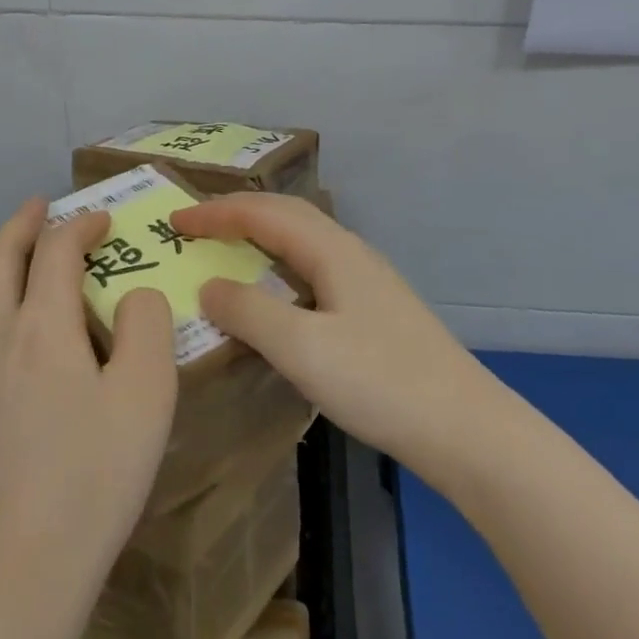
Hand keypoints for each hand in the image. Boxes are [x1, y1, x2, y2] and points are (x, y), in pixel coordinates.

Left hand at [0, 200, 177, 609]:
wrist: (13, 579)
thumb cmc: (92, 477)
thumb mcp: (147, 393)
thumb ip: (147, 325)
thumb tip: (133, 297)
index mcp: (42, 326)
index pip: (56, 250)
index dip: (81, 225)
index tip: (104, 220)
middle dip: (20, 226)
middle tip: (39, 206)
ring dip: (2, 272)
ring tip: (26, 271)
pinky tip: (14, 358)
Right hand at [173, 194, 494, 476]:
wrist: (464, 426)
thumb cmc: (379, 382)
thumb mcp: (303, 348)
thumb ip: (250, 312)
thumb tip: (209, 285)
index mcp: (331, 250)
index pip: (262, 213)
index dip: (215, 212)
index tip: (173, 220)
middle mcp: (350, 252)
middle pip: (286, 214)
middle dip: (237, 212)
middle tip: (195, 223)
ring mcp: (367, 279)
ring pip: (303, 238)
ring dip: (260, 233)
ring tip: (227, 246)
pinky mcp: (374, 307)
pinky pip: (314, 265)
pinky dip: (280, 262)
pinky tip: (276, 291)